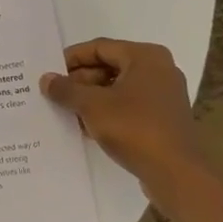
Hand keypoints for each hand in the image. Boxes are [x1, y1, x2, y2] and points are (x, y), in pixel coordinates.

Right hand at [40, 39, 208, 198]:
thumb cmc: (134, 128)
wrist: (176, 173)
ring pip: (118, 88)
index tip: (50, 73)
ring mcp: (164, 95)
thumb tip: (46, 79)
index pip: (99, 47)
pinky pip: (129, 106)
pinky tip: (87, 127)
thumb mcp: (92, 106)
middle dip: (80, 81)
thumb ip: (66, 89)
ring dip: (91, 98)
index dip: (71, 59)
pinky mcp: (164, 118)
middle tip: (56, 94)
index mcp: (145, 56)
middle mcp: (159, 69)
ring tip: (67, 111)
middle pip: (109, 66)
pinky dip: (108, 111)